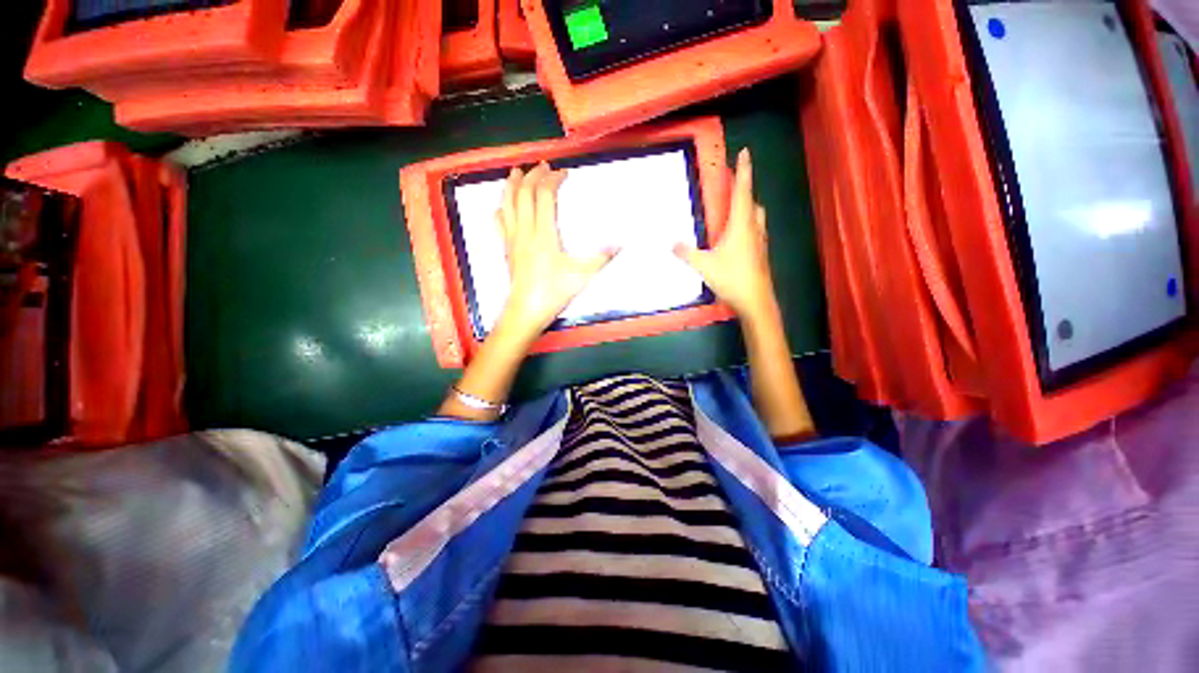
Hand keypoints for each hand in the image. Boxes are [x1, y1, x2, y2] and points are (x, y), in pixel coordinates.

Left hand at [495, 163, 615, 342]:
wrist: (526, 310)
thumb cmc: (554, 292)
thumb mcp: (582, 276)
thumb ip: (601, 258)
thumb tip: (621, 244)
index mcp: (544, 233)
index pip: (544, 196)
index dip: (553, 180)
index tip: (563, 173)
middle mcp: (525, 230)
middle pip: (524, 193)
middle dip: (533, 176)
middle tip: (543, 166)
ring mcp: (512, 239)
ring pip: (508, 204)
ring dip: (512, 185)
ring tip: (517, 172)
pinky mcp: (506, 248)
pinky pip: (500, 222)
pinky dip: (501, 208)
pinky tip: (503, 206)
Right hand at [674, 149, 777, 324]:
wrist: (755, 300)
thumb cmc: (732, 278)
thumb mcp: (704, 265)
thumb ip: (687, 253)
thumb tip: (672, 244)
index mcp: (741, 225)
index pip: (743, 191)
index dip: (743, 171)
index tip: (745, 153)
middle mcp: (754, 229)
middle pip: (752, 203)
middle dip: (744, 190)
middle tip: (733, 186)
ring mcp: (759, 242)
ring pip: (757, 217)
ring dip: (748, 208)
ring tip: (734, 211)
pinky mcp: (760, 254)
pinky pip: (756, 232)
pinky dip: (748, 226)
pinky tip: (737, 239)